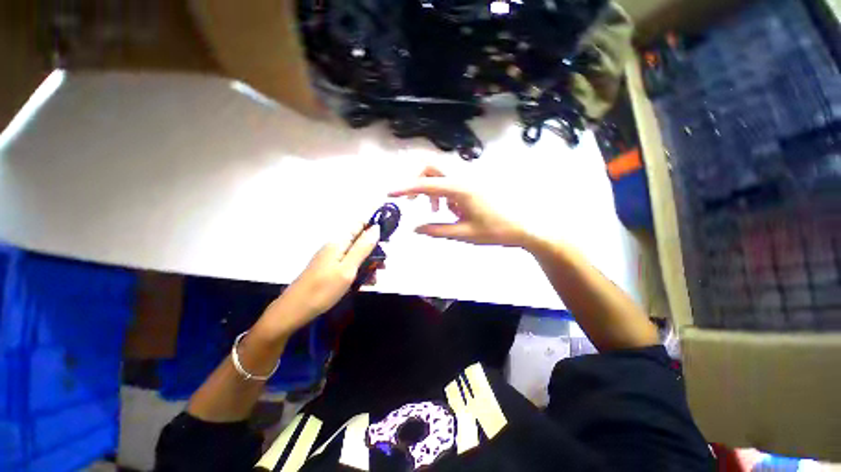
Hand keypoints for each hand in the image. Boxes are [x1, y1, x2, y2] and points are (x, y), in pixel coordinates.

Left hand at [255, 224, 380, 337]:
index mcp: (338, 242)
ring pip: (356, 255)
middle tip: (383, 266)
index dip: (374, 228)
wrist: (294, 311)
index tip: (387, 241)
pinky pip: (349, 266)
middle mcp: (335, 247)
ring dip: (368, 264)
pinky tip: (366, 284)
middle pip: (360, 241)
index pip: (359, 225)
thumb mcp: (348, 268)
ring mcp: (332, 259)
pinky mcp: (330, 270)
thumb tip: (377, 227)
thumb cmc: (323, 289)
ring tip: (375, 279)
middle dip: (374, 251)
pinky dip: (359, 272)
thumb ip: (363, 247)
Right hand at [389, 166, 529, 246]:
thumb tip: (414, 228)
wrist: (525, 226)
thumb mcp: (463, 234)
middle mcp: (463, 178)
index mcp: (460, 189)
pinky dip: (443, 193)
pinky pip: (452, 182)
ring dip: (432, 190)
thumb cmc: (495, 230)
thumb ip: (437, 230)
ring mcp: (470, 179)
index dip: (405, 188)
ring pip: (441, 175)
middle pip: (432, 168)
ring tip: (437, 211)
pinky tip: (451, 210)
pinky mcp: (474, 183)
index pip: (426, 184)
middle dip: (418, 182)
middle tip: (416, 202)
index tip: (390, 192)